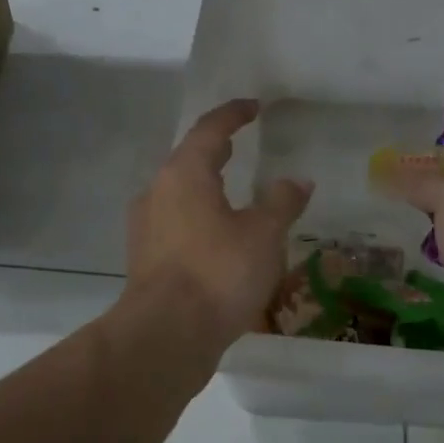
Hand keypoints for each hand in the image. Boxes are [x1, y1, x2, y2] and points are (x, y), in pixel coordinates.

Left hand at [127, 100, 312, 346]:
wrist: (166, 335)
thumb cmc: (217, 273)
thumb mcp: (263, 235)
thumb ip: (282, 203)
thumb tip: (298, 181)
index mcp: (184, 174)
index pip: (209, 130)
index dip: (233, 115)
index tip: (252, 107)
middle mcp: (157, 193)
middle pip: (188, 160)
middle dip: (215, 150)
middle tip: (240, 144)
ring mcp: (146, 228)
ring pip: (179, 195)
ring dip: (205, 188)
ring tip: (232, 193)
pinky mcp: (145, 260)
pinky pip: (176, 226)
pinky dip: (199, 220)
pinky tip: (218, 239)